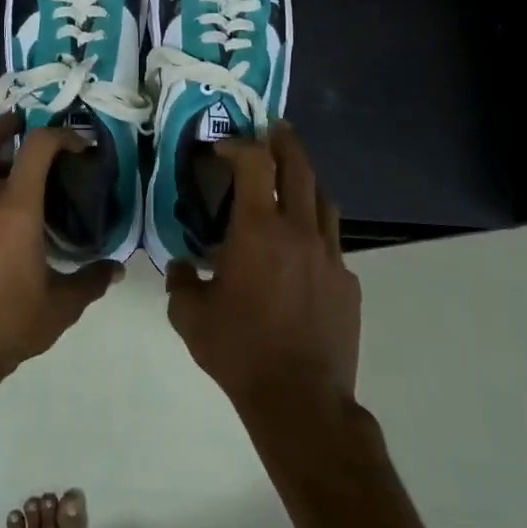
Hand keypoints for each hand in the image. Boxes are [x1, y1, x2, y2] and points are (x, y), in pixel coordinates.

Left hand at [0, 115, 119, 394]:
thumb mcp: (58, 310)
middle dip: (3, 124)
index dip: (60, 135)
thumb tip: (114, 269)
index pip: (36, 148)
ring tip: (11, 176)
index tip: (78, 142)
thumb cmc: (4, 328)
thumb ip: (89, 283)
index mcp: (13, 211)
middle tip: (24, 130)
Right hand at [165, 123, 360, 410]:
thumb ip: (179, 283)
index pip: (254, 164)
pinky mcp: (347, 281)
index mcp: (258, 231)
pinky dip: (315, 231)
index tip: (224, 147)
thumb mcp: (191, 317)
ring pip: (323, 200)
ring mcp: (330, 255)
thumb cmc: (239, 351)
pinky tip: (301, 250)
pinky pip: (331, 242)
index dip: (240, 145)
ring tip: (292, 179)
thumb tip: (179, 267)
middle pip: (299, 167)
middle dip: (284, 142)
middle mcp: (298, 231)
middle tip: (274, 129)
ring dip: (306, 180)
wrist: (300, 398)